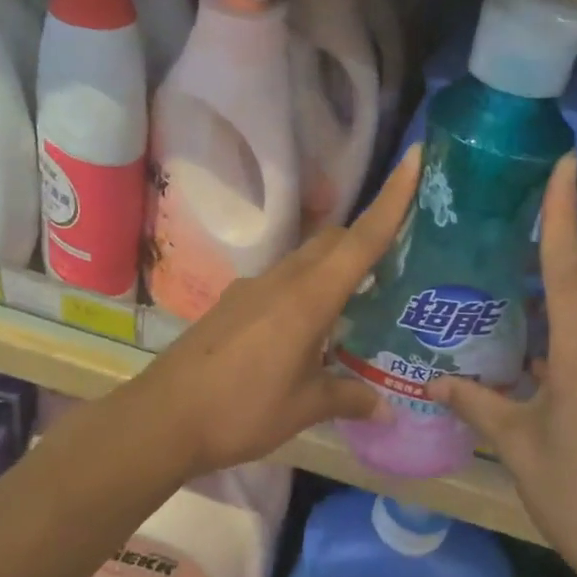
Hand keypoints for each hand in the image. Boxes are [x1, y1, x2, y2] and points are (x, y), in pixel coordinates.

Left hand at [127, 146, 419, 477]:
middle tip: (400, 255)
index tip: (415, 158)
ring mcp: (252, 288)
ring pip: (305, 259)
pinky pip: (281, 281)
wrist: (162, 418)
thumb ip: (349, 399)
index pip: (361, 240)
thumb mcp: (304, 408)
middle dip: (367, 235)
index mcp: (308, 298)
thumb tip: (389, 409)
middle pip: (333, 240)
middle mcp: (282, 280)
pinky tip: (309, 327)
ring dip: (335, 265)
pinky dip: (306, 288)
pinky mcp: (233, 303)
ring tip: (360, 298)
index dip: (392, 199)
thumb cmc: (241, 410)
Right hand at [429, 155, 576, 576]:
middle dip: (561, 242)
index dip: (564, 212)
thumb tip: (434, 382)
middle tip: (521, 218)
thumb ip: (478, 405)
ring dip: (565, 286)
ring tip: (518, 277)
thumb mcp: (519, 448)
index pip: (570, 265)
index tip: (563, 164)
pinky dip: (571, 324)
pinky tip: (538, 346)